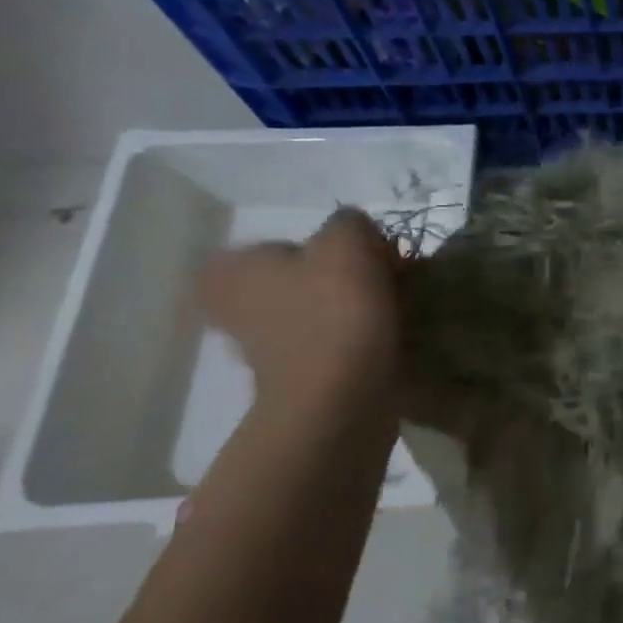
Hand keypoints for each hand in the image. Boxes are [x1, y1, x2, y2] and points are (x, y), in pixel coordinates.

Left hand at [198, 208, 401, 405]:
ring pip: (315, 312)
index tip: (366, 260)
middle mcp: (233, 306)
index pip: (285, 242)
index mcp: (231, 268)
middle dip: (338, 280)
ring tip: (391, 312)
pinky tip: (384, 341)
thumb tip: (355, 233)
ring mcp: (260, 348)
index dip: (330, 247)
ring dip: (348, 311)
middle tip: (381, 282)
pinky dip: (352, 342)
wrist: (341, 400)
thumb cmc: (335, 313)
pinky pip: (328, 345)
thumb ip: (348, 222)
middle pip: (300, 278)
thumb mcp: (347, 242)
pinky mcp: (293, 380)